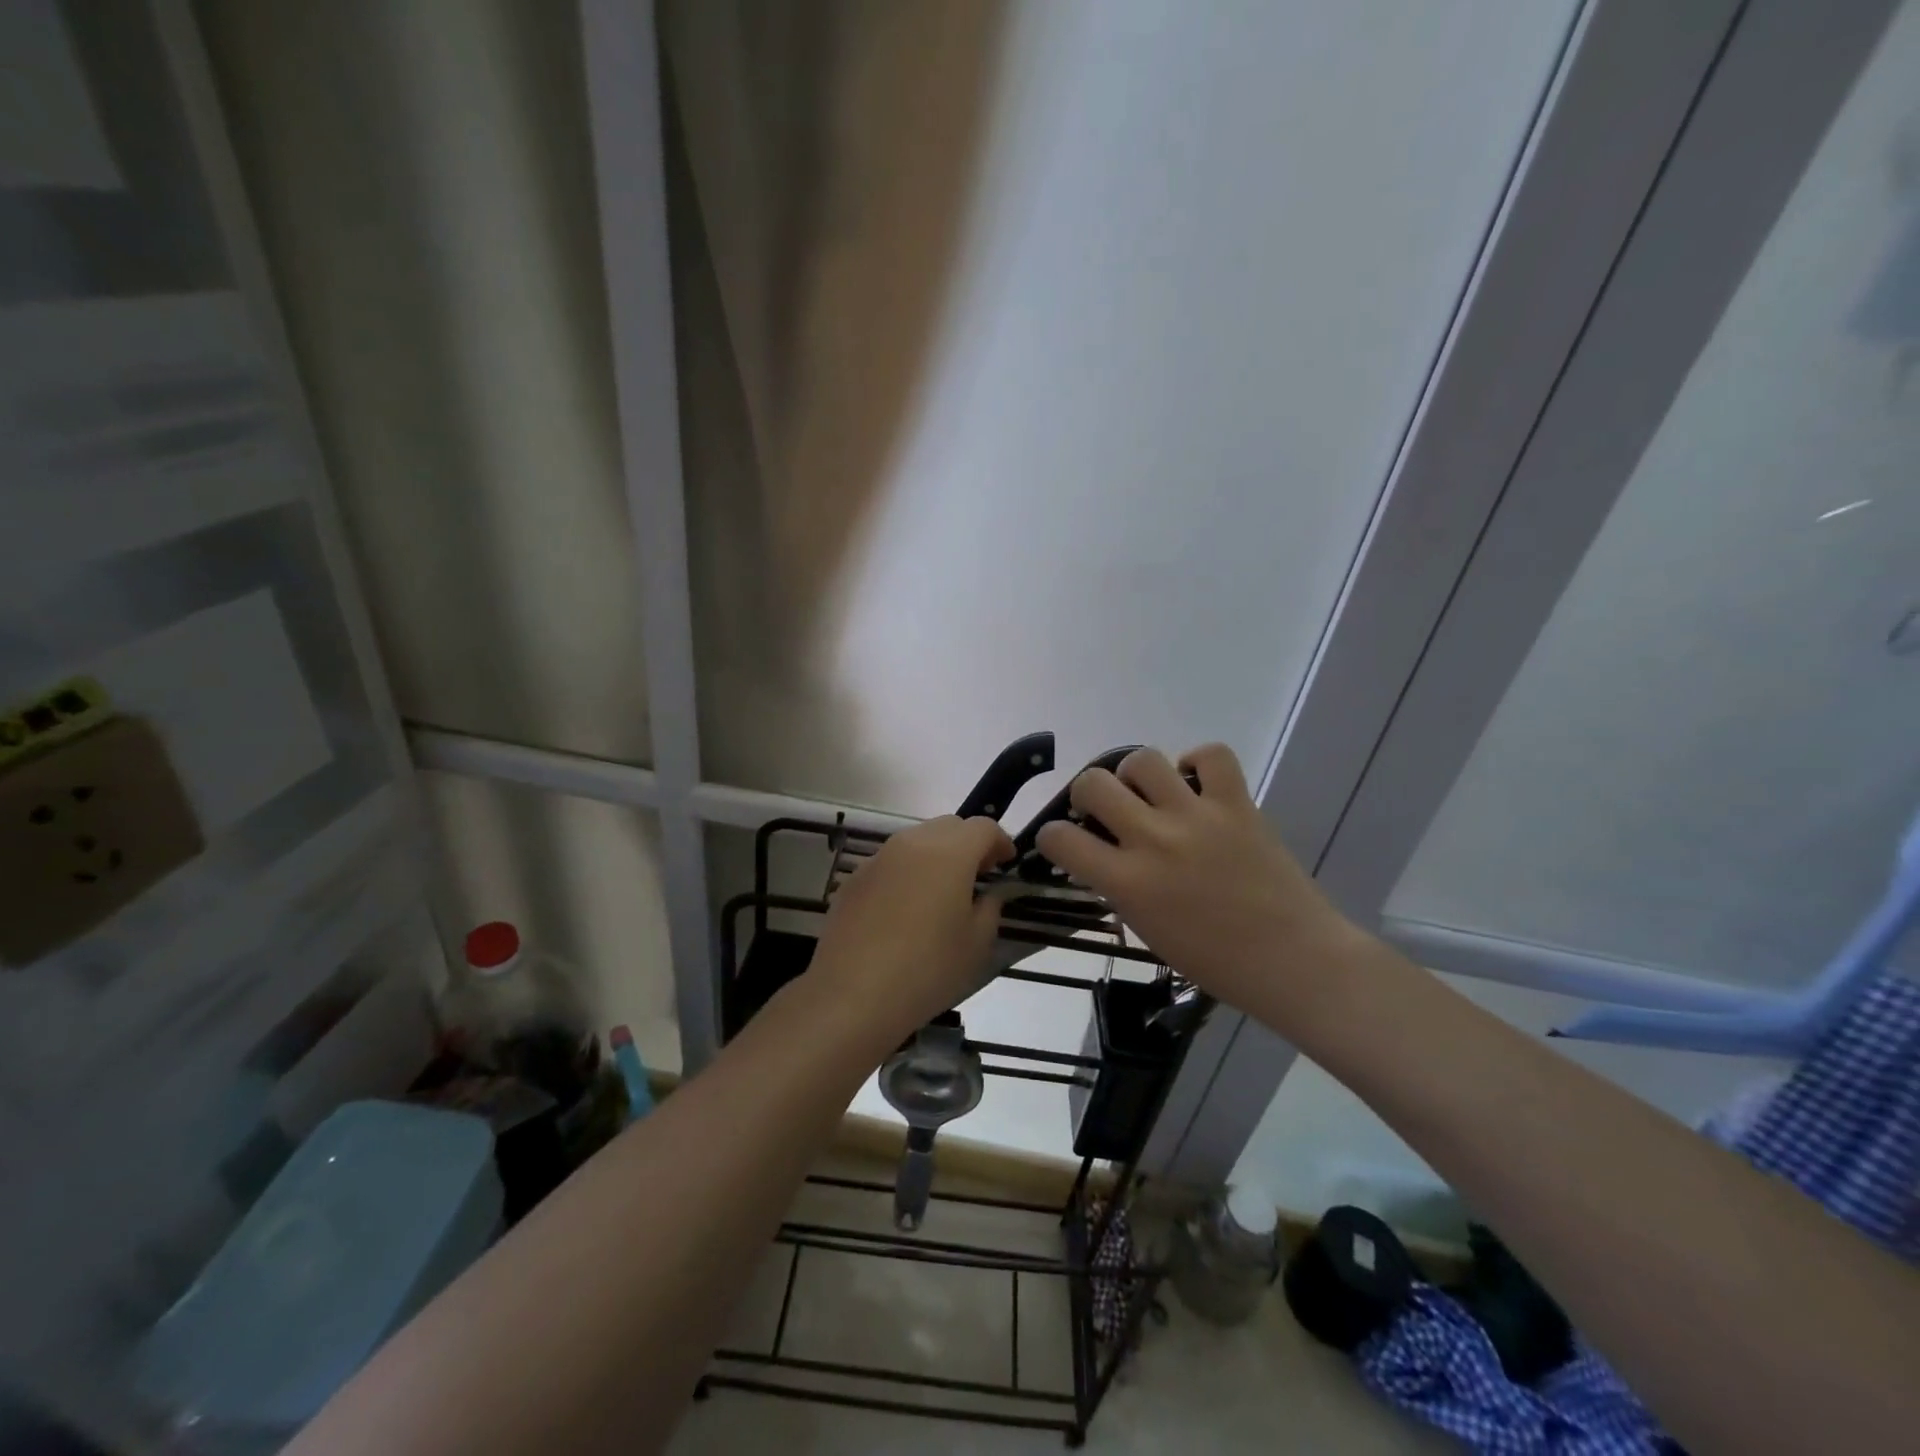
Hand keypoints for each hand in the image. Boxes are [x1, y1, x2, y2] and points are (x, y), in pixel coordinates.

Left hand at [809, 815, 1014, 1048]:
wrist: (851, 995)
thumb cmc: (927, 969)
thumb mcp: (977, 943)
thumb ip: (990, 907)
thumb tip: (989, 892)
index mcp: (949, 852)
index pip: (983, 827)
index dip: (1000, 842)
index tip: (1006, 866)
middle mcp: (912, 843)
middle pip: (949, 826)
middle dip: (969, 844)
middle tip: (978, 877)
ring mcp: (878, 858)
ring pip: (917, 841)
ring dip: (937, 856)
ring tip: (942, 894)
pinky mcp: (854, 879)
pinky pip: (891, 863)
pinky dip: (908, 873)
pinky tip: (905, 911)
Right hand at [1035, 745, 1356, 1026]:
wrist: (1293, 960)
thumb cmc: (1215, 961)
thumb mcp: (1147, 930)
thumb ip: (1118, 887)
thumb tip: (1100, 855)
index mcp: (1128, 882)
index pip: (1060, 838)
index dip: (1052, 837)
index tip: (1063, 842)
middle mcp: (1154, 840)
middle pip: (1093, 783)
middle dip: (1086, 793)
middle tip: (1104, 810)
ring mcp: (1197, 816)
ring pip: (1142, 759)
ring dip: (1135, 775)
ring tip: (1149, 793)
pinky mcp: (1237, 803)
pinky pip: (1211, 755)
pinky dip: (1197, 762)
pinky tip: (1195, 784)